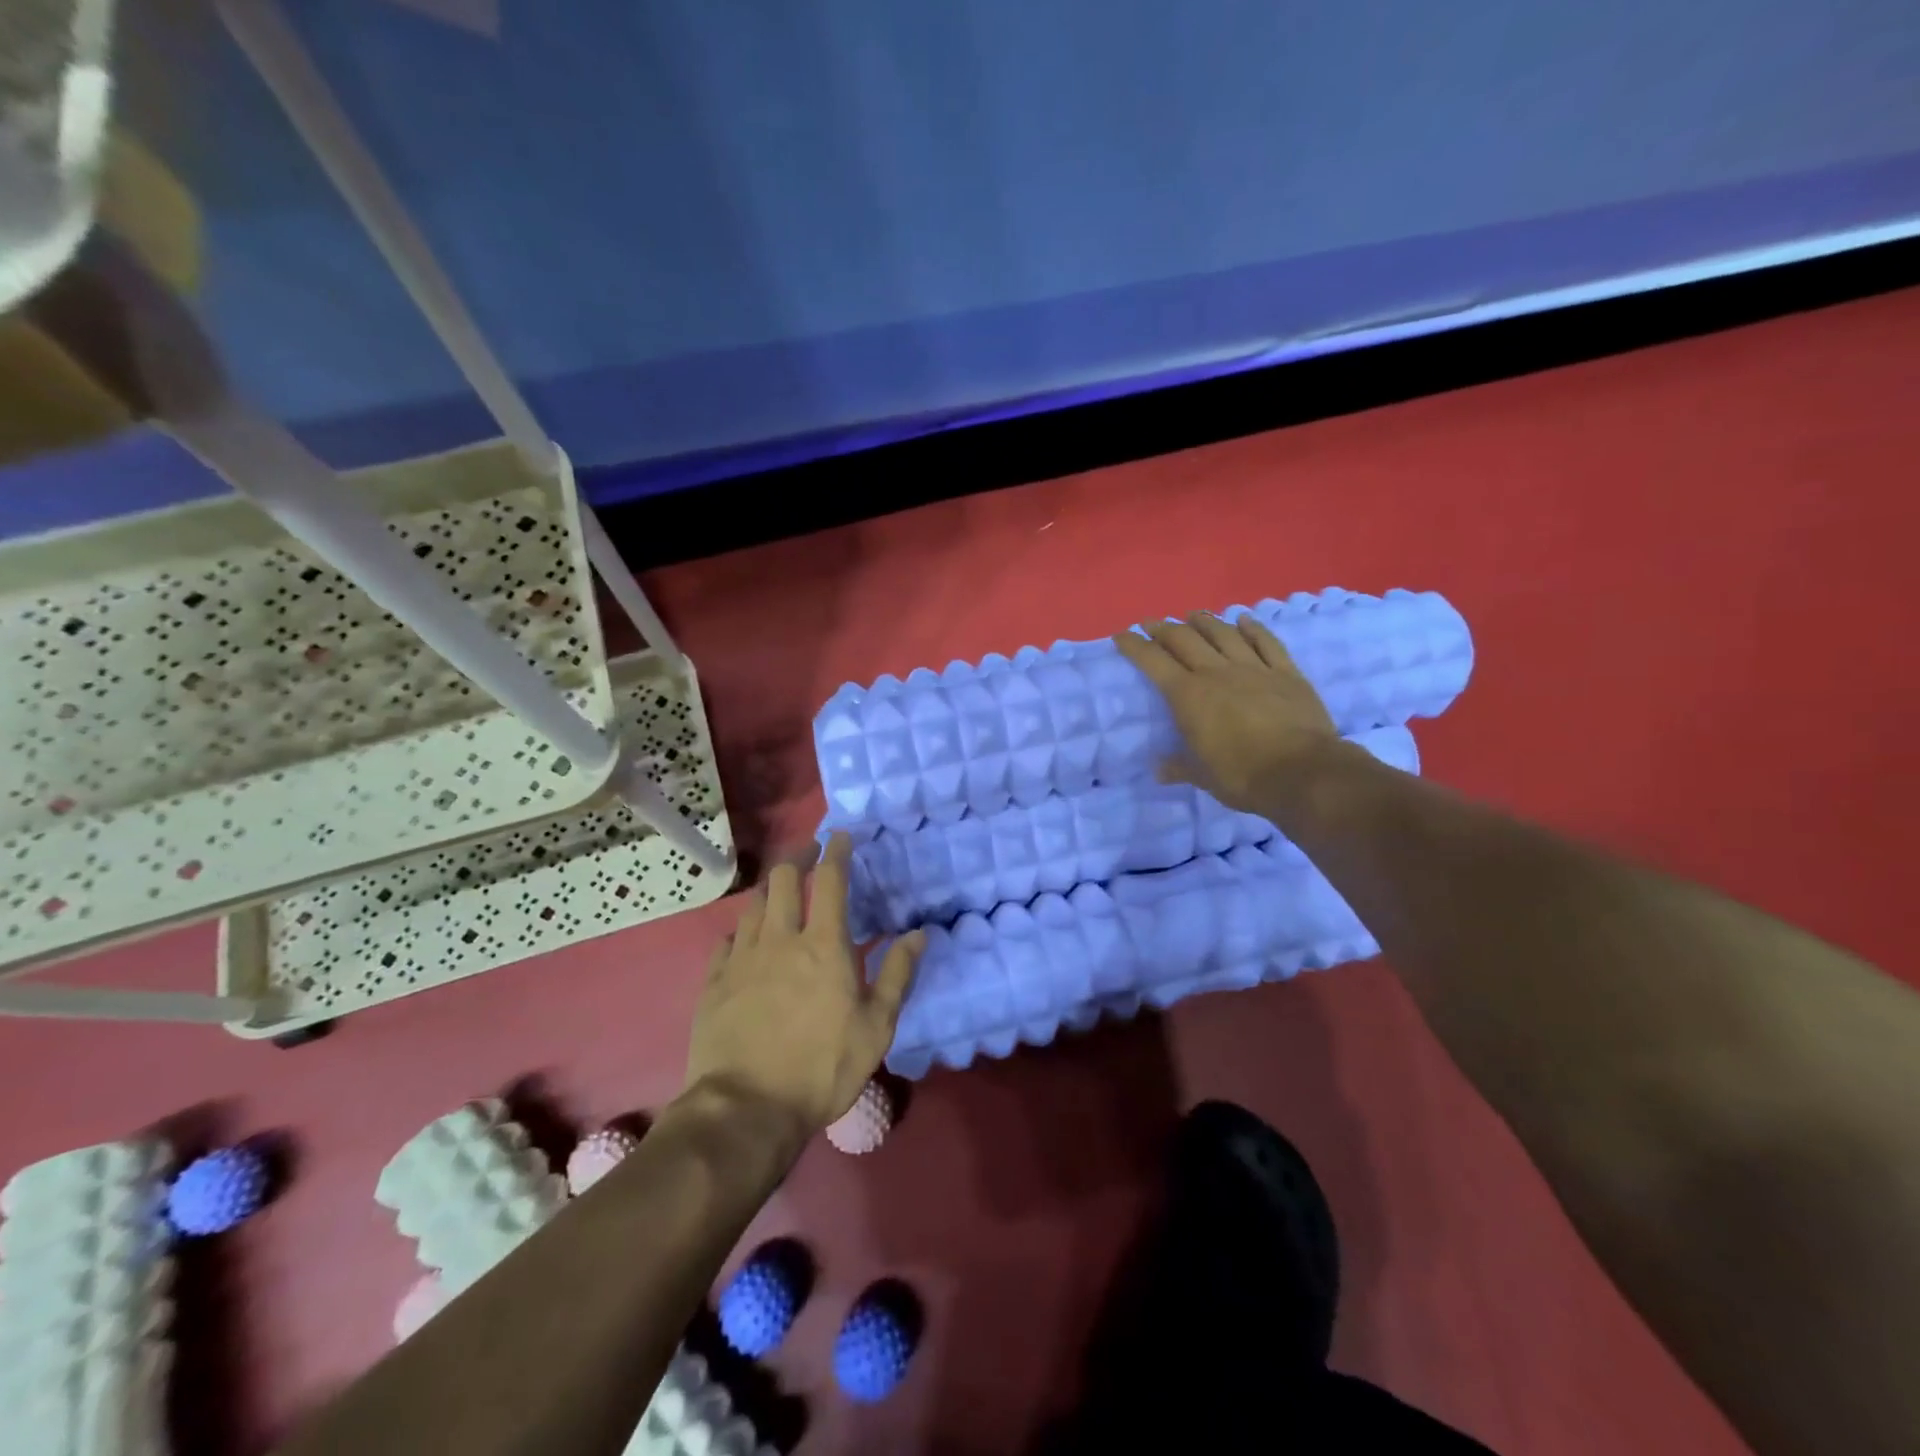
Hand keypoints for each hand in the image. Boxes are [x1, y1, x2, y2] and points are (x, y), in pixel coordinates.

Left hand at [685, 834, 925, 1133]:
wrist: (746, 1109)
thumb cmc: (821, 1068)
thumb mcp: (876, 1028)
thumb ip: (898, 975)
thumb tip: (918, 934)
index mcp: (823, 945)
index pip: (830, 881)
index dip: (836, 852)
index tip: (840, 836)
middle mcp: (780, 939)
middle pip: (783, 879)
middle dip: (798, 856)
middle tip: (809, 852)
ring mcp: (741, 958)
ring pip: (753, 904)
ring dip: (770, 888)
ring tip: (780, 888)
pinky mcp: (713, 982)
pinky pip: (726, 940)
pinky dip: (742, 930)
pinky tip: (745, 937)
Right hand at [1114, 612, 1340, 813]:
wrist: (1302, 773)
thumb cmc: (1242, 776)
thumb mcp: (1203, 777)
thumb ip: (1179, 767)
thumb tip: (1158, 770)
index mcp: (1188, 696)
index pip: (1154, 662)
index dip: (1135, 646)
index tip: (1122, 635)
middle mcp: (1217, 673)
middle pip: (1185, 639)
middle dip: (1164, 628)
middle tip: (1152, 623)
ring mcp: (1254, 669)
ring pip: (1224, 634)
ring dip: (1205, 622)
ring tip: (1193, 615)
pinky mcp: (1286, 673)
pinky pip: (1267, 643)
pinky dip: (1254, 629)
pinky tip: (1244, 620)